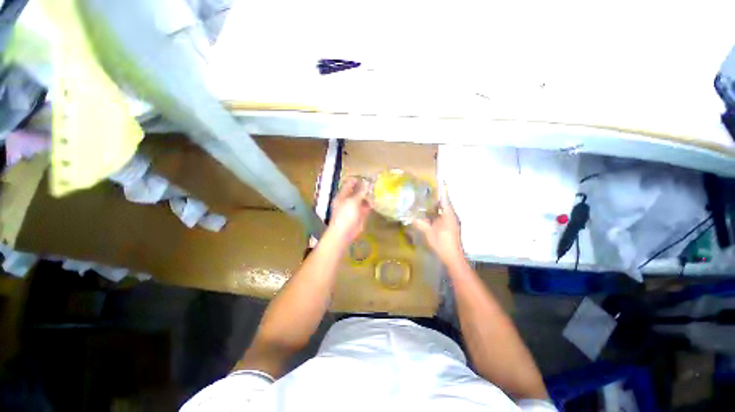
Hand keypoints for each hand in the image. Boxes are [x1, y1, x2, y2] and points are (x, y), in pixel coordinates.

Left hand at [328, 177, 371, 243]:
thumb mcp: (353, 201)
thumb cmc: (345, 216)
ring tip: (378, 189)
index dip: (357, 179)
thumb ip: (361, 192)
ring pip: (362, 199)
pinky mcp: (361, 215)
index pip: (349, 183)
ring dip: (369, 195)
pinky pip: (366, 207)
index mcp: (343, 195)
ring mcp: (355, 207)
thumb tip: (367, 182)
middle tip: (375, 182)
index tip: (367, 176)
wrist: (344, 233)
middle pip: (357, 191)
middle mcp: (348, 200)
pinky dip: (371, 204)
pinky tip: (377, 200)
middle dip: (365, 187)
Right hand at [413, 185, 464, 264]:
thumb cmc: (443, 244)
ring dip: (437, 206)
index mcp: (449, 215)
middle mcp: (452, 217)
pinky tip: (429, 214)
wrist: (453, 257)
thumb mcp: (429, 233)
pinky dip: (437, 213)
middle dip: (438, 197)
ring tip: (427, 200)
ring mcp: (452, 222)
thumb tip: (411, 218)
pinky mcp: (451, 227)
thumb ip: (421, 224)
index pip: (445, 199)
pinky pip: (443, 216)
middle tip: (428, 190)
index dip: (443, 190)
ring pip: (444, 210)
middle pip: (445, 204)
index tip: (441, 181)